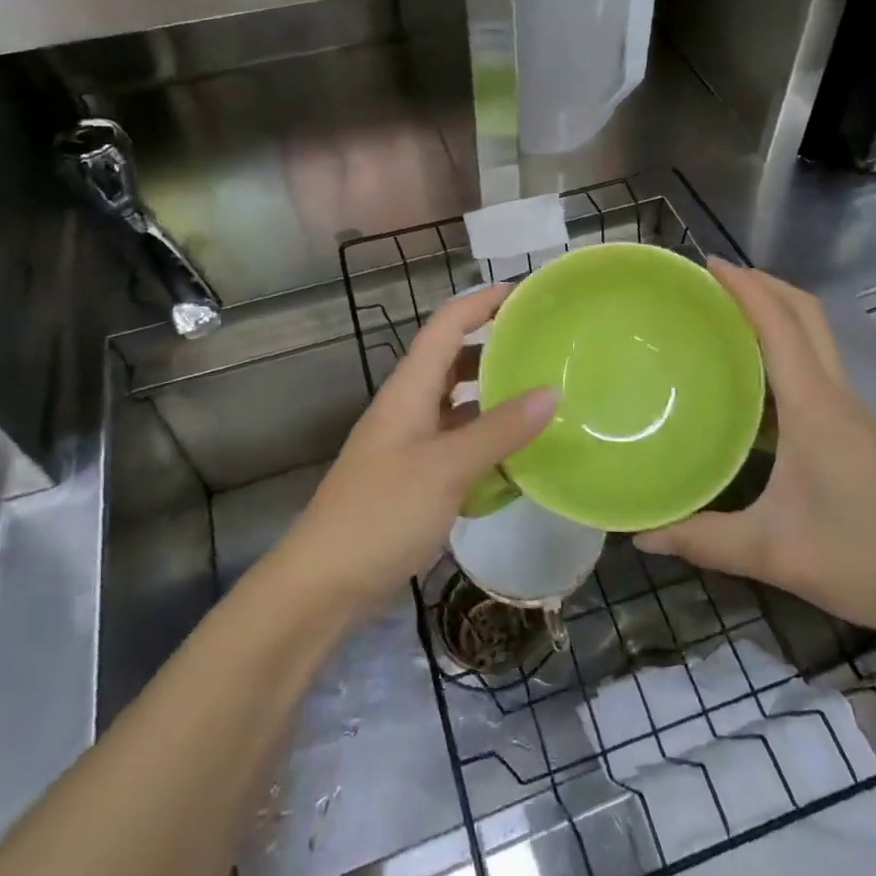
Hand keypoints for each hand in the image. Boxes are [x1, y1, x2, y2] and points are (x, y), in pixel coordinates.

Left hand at [278, 284, 558, 616]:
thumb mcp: (447, 469)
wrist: (323, 584)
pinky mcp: (414, 476)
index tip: (526, 292)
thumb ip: (500, 431)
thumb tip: (552, 392)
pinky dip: (486, 440)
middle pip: (453, 359)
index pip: (447, 324)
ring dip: (493, 396)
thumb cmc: (381, 513)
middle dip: (494, 346)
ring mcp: (410, 443)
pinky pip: (458, 443)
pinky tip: (518, 456)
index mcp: (409, 389)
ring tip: (541, 396)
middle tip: (544, 347)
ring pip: (457, 403)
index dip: (482, 301)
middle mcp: (409, 406)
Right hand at [634, 259, 875, 645]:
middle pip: (806, 314)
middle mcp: (836, 396)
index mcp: (815, 406)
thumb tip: (641, 535)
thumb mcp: (773, 552)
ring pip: (816, 339)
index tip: (707, 263)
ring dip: (777, 313)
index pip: (779, 324)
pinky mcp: (857, 433)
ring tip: (727, 318)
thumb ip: (702, 540)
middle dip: (764, 285)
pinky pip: (818, 368)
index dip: (745, 286)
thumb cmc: (865, 558)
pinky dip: (787, 349)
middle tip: (715, 281)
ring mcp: (852, 413)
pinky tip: (757, 382)